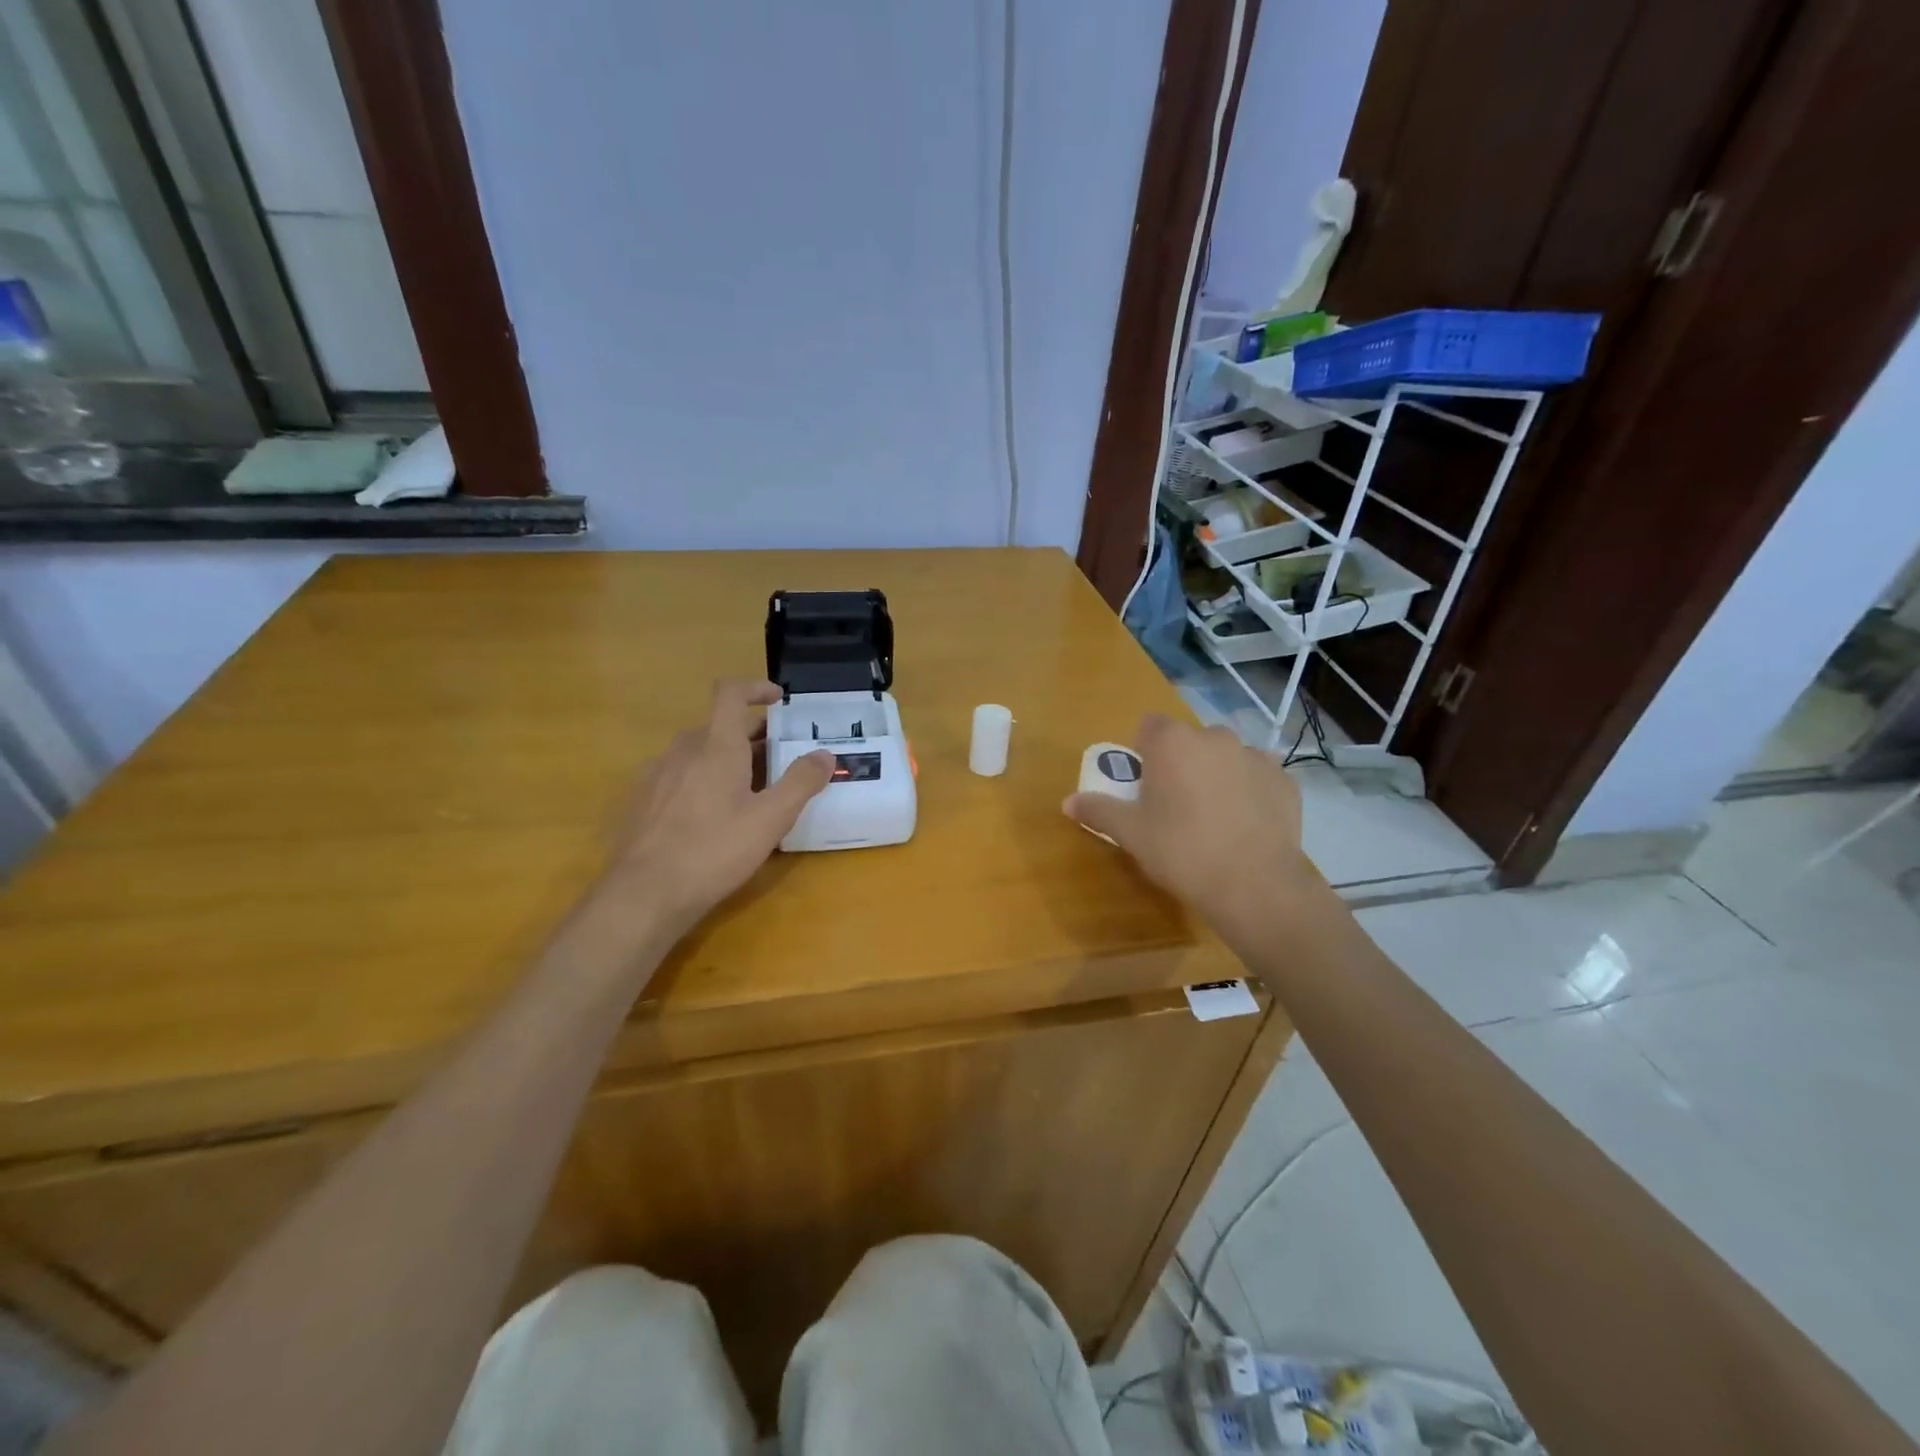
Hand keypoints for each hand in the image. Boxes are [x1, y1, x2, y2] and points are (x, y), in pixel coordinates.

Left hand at [596, 679, 833, 936]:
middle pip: (719, 726)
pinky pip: (680, 776)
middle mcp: (683, 751)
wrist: (644, 894)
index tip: (779, 700)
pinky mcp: (643, 801)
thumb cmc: (714, 850)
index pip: (730, 694)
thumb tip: (825, 754)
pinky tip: (713, 816)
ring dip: (727, 759)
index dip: (755, 688)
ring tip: (751, 790)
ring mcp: (657, 775)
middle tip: (780, 758)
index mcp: (716, 747)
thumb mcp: (771, 819)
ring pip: (698, 752)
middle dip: (752, 735)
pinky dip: (703, 780)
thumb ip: (801, 782)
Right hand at [1063, 715, 1323, 932]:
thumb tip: (1069, 801)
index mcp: (1172, 742)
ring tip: (1212, 818)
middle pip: (1188, 741)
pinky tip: (1243, 827)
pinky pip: (1256, 778)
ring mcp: (1256, 756)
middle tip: (1173, 806)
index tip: (1143, 784)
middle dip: (1180, 764)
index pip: (1149, 726)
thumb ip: (1099, 810)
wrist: (1255, 885)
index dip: (1143, 751)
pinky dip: (1248, 793)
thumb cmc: (1181, 851)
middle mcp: (1215, 737)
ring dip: (1215, 775)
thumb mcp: (1130, 834)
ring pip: (1225, 757)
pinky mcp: (1285, 781)